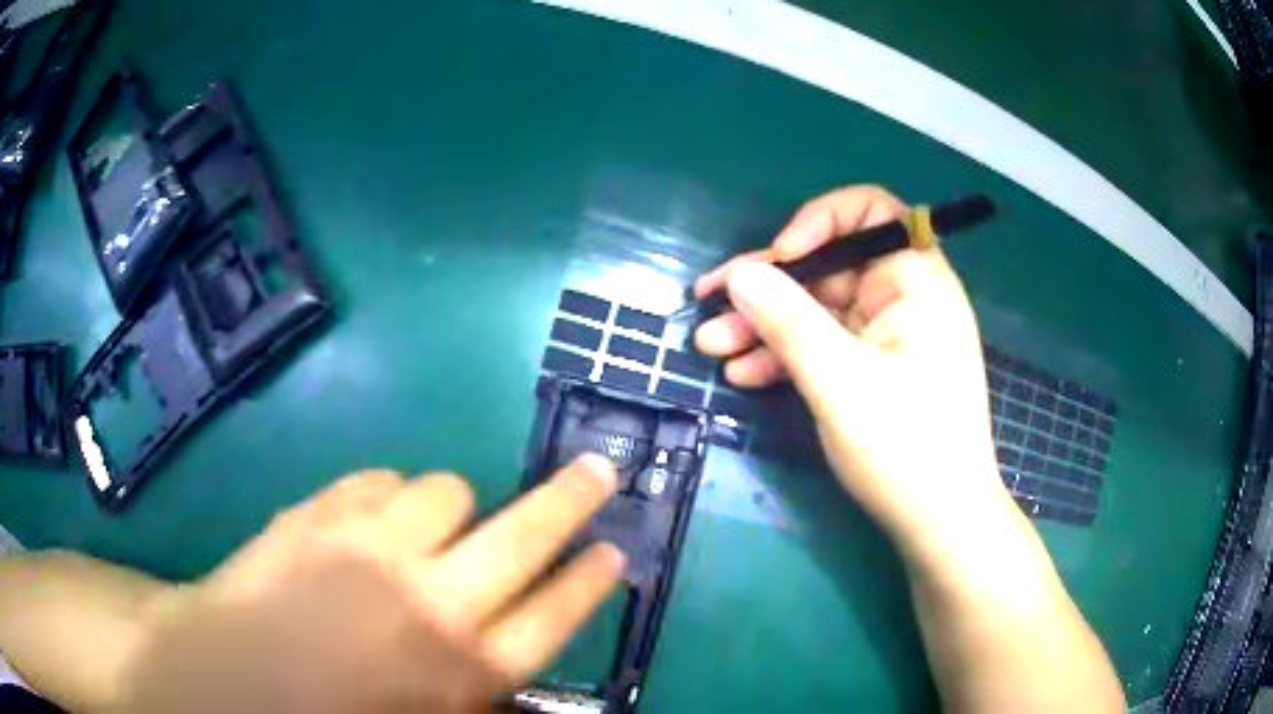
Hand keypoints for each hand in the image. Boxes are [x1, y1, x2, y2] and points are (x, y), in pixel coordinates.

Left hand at [117, 456, 623, 713]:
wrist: (225, 677)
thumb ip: (478, 697)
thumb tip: (524, 673)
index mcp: (461, 670)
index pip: (557, 613)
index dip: (592, 578)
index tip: (616, 550)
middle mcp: (430, 602)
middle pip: (527, 533)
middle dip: (573, 499)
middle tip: (598, 470)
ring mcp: (371, 547)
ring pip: (448, 489)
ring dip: (449, 509)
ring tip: (426, 531)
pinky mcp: (321, 511)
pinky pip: (381, 479)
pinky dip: (386, 498)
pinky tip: (367, 524)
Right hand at [694, 186, 1009, 556]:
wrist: (941, 524)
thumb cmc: (906, 447)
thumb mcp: (840, 380)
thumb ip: (788, 320)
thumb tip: (739, 272)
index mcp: (916, 280)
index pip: (870, 211)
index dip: (819, 221)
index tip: (780, 257)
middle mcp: (905, 298)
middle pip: (829, 267)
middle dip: (769, 287)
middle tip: (709, 308)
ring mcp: (889, 337)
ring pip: (820, 311)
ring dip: (766, 326)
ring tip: (712, 348)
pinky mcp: (876, 370)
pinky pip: (827, 346)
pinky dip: (788, 357)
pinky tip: (746, 376)